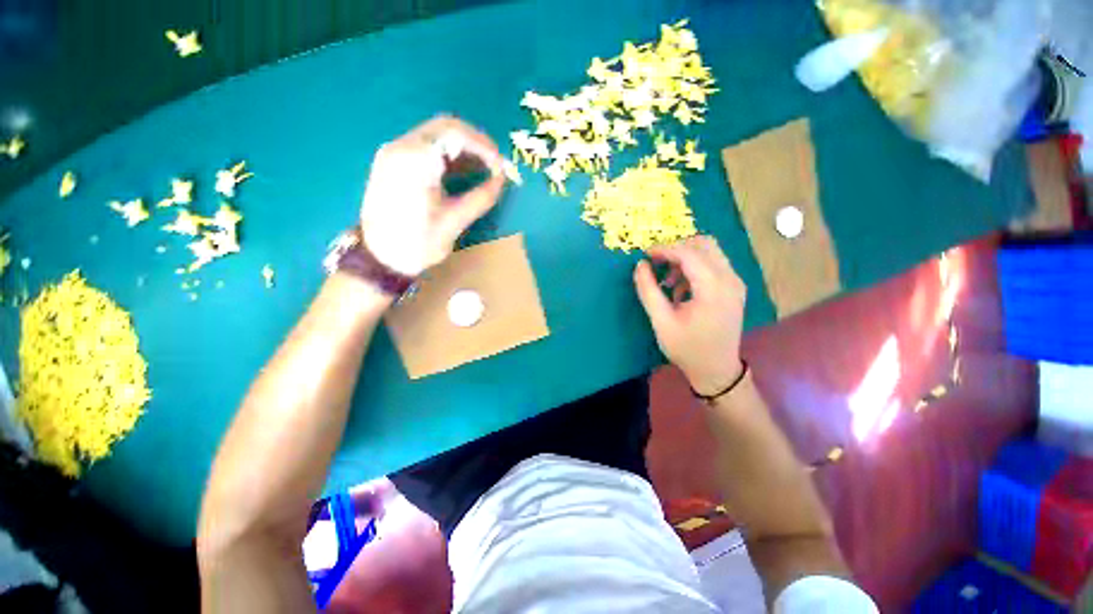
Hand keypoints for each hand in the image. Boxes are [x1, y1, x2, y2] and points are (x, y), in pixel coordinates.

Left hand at [360, 115, 507, 275]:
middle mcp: (401, 147)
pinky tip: (464, 171)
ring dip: (464, 149)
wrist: (380, 258)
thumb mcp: (454, 222)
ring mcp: (394, 153)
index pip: (455, 133)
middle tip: (496, 164)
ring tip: (485, 169)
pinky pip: (427, 148)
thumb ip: (481, 197)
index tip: (501, 165)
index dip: (484, 146)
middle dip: (476, 144)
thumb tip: (502, 180)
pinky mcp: (394, 163)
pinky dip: (450, 156)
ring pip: (436, 135)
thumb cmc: (417, 243)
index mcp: (414, 161)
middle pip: (445, 127)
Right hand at [633, 236, 746, 395]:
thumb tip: (640, 265)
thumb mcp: (661, 322)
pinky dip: (694, 267)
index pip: (689, 254)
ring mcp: (735, 283)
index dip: (665, 250)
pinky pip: (713, 264)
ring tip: (668, 281)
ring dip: (685, 258)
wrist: (716, 370)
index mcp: (713, 289)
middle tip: (657, 263)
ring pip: (710, 252)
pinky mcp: (733, 288)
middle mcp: (730, 280)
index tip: (645, 255)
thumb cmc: (687, 348)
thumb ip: (648, 291)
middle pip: (704, 245)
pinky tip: (681, 289)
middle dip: (677, 249)